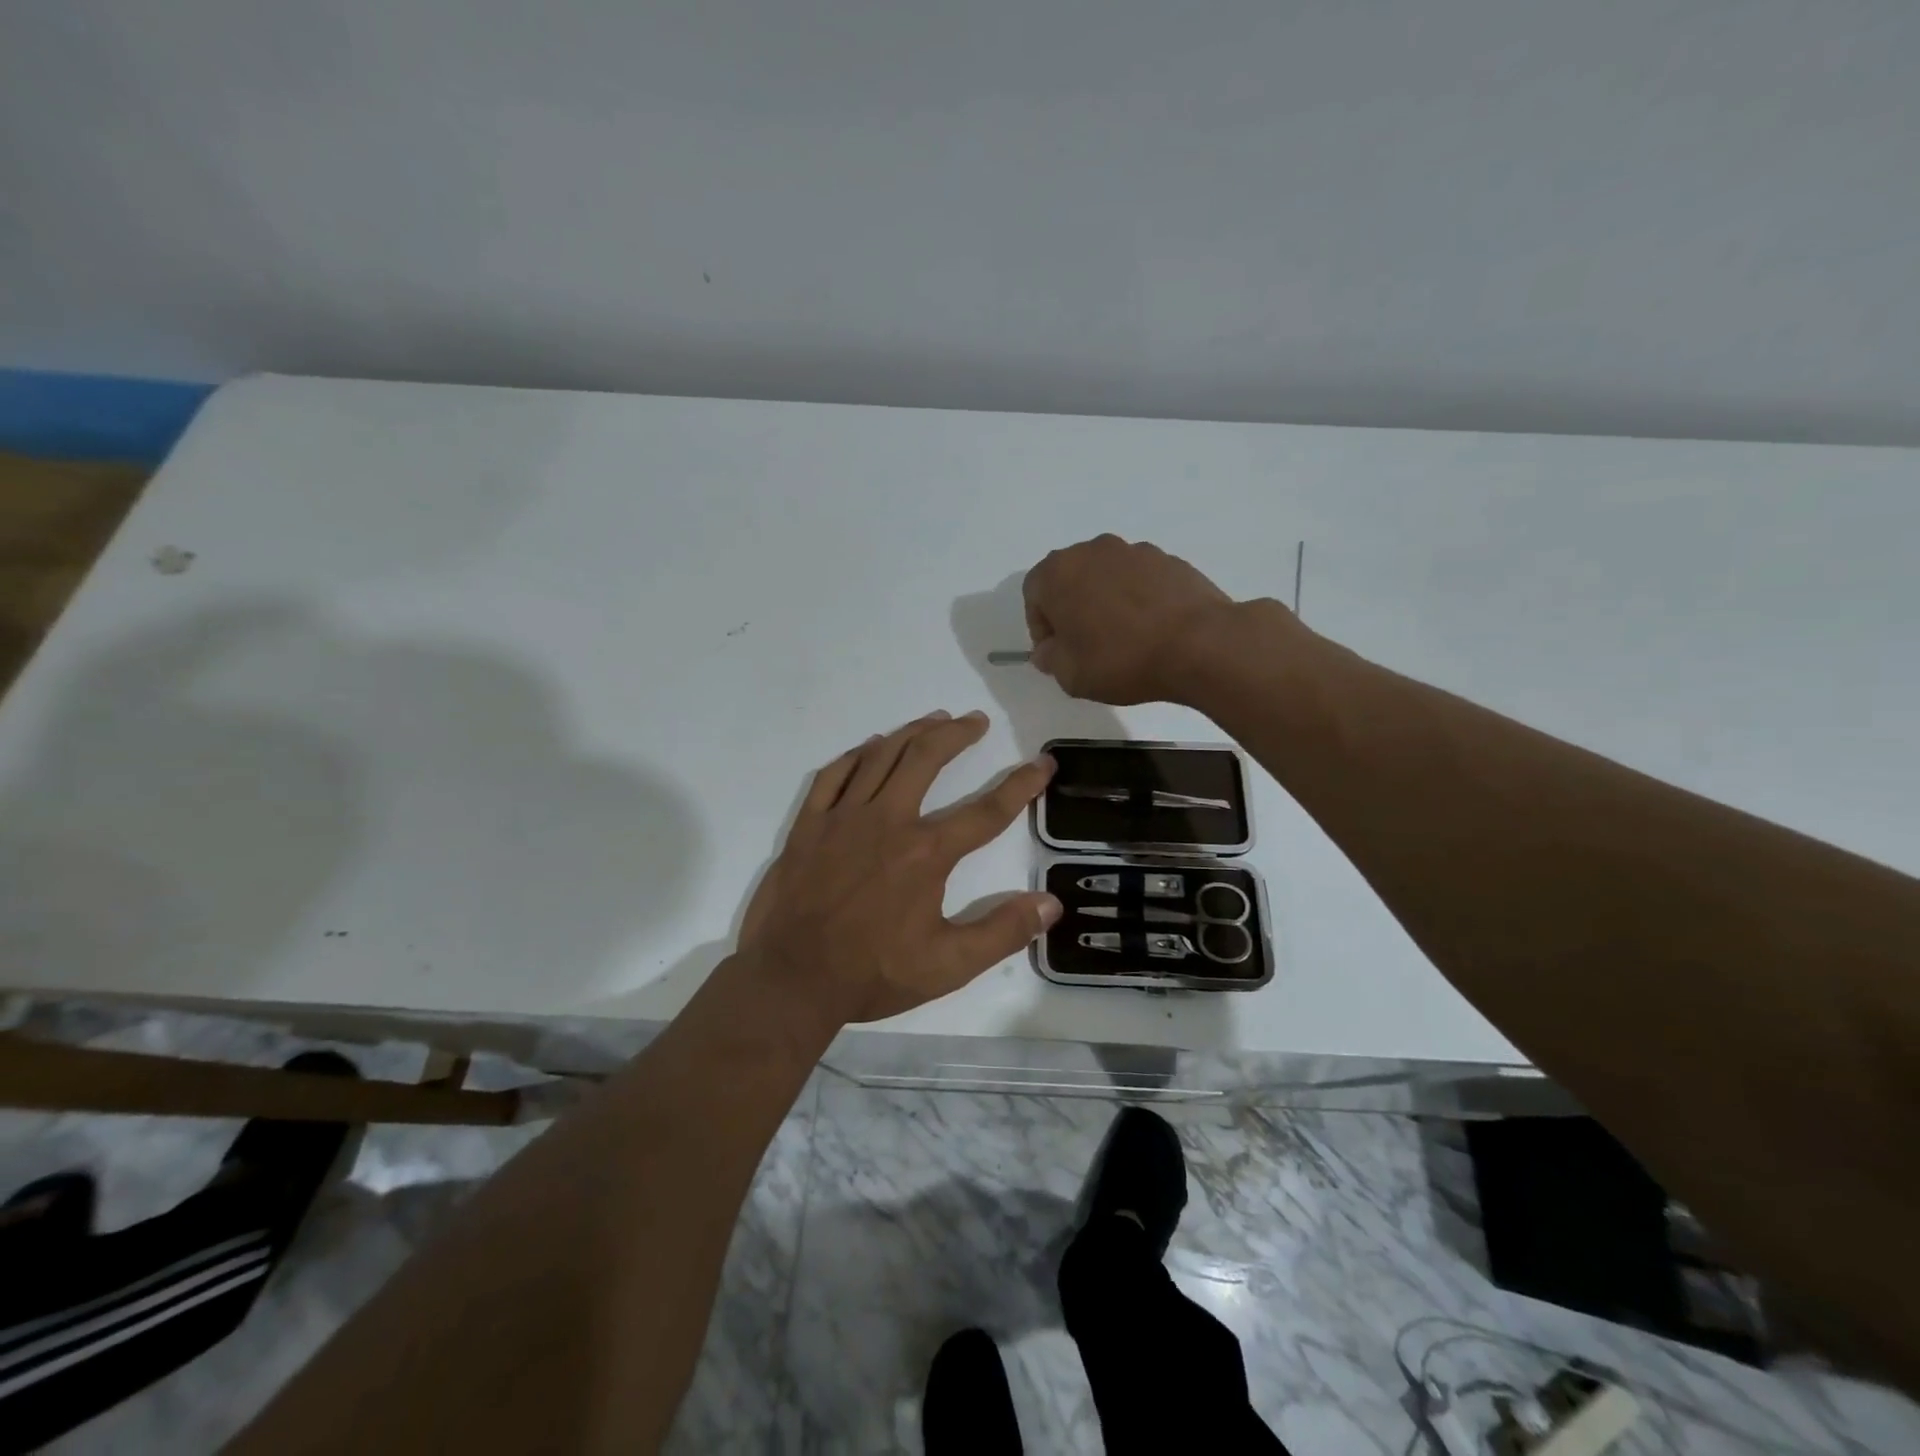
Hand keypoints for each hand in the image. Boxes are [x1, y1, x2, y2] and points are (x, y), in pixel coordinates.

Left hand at [736, 711, 1061, 1024]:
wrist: (792, 979)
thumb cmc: (873, 972)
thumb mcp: (949, 965)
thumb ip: (1003, 932)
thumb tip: (1051, 903)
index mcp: (926, 852)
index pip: (986, 810)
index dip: (1021, 785)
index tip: (1042, 764)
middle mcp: (887, 821)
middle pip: (927, 759)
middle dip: (957, 735)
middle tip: (976, 721)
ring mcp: (843, 818)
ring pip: (882, 756)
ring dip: (912, 732)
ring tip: (934, 719)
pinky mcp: (810, 824)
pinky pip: (834, 774)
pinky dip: (857, 755)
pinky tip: (871, 746)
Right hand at [1023, 535, 1246, 704]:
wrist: (1199, 644)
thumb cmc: (1121, 659)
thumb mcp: (1070, 674)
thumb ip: (1049, 658)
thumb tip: (1048, 650)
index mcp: (1059, 572)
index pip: (1034, 593)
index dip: (1040, 625)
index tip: (1056, 651)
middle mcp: (1093, 551)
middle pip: (1070, 578)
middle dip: (1071, 608)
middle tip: (1085, 644)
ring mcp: (1135, 551)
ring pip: (1106, 576)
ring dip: (1105, 601)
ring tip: (1122, 638)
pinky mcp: (1170, 560)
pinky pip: (1140, 580)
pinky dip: (1137, 599)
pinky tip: (1151, 630)